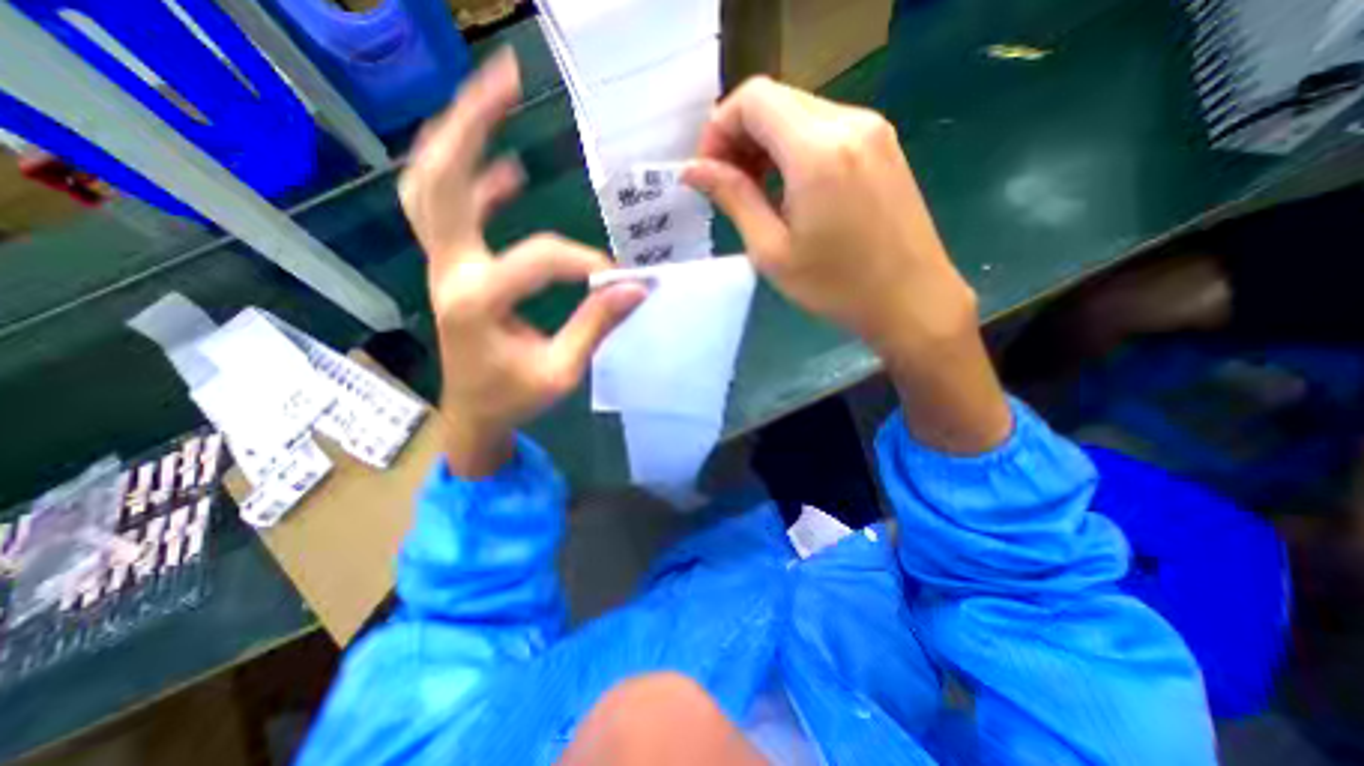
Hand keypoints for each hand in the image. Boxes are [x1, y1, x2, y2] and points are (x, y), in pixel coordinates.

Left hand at [400, 50, 646, 475]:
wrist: (472, 413)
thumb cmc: (514, 399)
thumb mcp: (562, 371)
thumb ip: (596, 326)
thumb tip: (638, 288)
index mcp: (476, 303)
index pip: (538, 260)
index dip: (585, 263)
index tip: (619, 279)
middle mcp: (449, 273)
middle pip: (442, 181)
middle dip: (471, 123)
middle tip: (506, 77)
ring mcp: (444, 267)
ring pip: (432, 187)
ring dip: (457, 138)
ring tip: (491, 98)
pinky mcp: (452, 270)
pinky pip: (449, 213)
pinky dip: (471, 183)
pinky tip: (507, 170)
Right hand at [682, 78, 1011, 450]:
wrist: (912, 299)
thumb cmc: (836, 286)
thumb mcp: (772, 250)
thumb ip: (733, 198)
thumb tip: (693, 170)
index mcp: (817, 150)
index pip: (752, 99)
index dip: (719, 129)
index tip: (709, 174)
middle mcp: (849, 122)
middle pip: (775, 100)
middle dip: (739, 137)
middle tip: (728, 186)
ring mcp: (872, 129)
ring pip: (799, 112)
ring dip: (766, 143)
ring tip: (756, 192)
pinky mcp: (883, 144)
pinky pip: (825, 127)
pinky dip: (794, 148)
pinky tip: (790, 189)